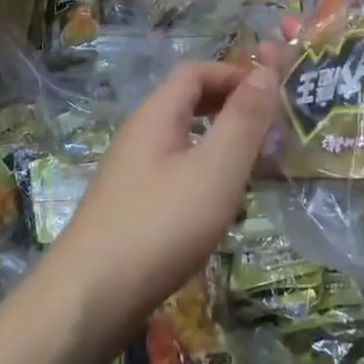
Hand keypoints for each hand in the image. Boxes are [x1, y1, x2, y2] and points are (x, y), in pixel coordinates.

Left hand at [50, 56, 283, 337]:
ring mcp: (132, 172)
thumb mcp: (216, 168)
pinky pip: (175, 173)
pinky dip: (205, 176)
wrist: (90, 298)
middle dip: (231, 107)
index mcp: (156, 114)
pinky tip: (222, 208)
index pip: (196, 71)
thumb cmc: (161, 224)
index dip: (235, 73)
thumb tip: (269, 66)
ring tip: (256, 168)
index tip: (273, 95)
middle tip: (270, 130)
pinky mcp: (131, 207)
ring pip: (184, 141)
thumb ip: (244, 117)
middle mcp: (140, 134)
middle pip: (188, 102)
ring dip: (222, 144)